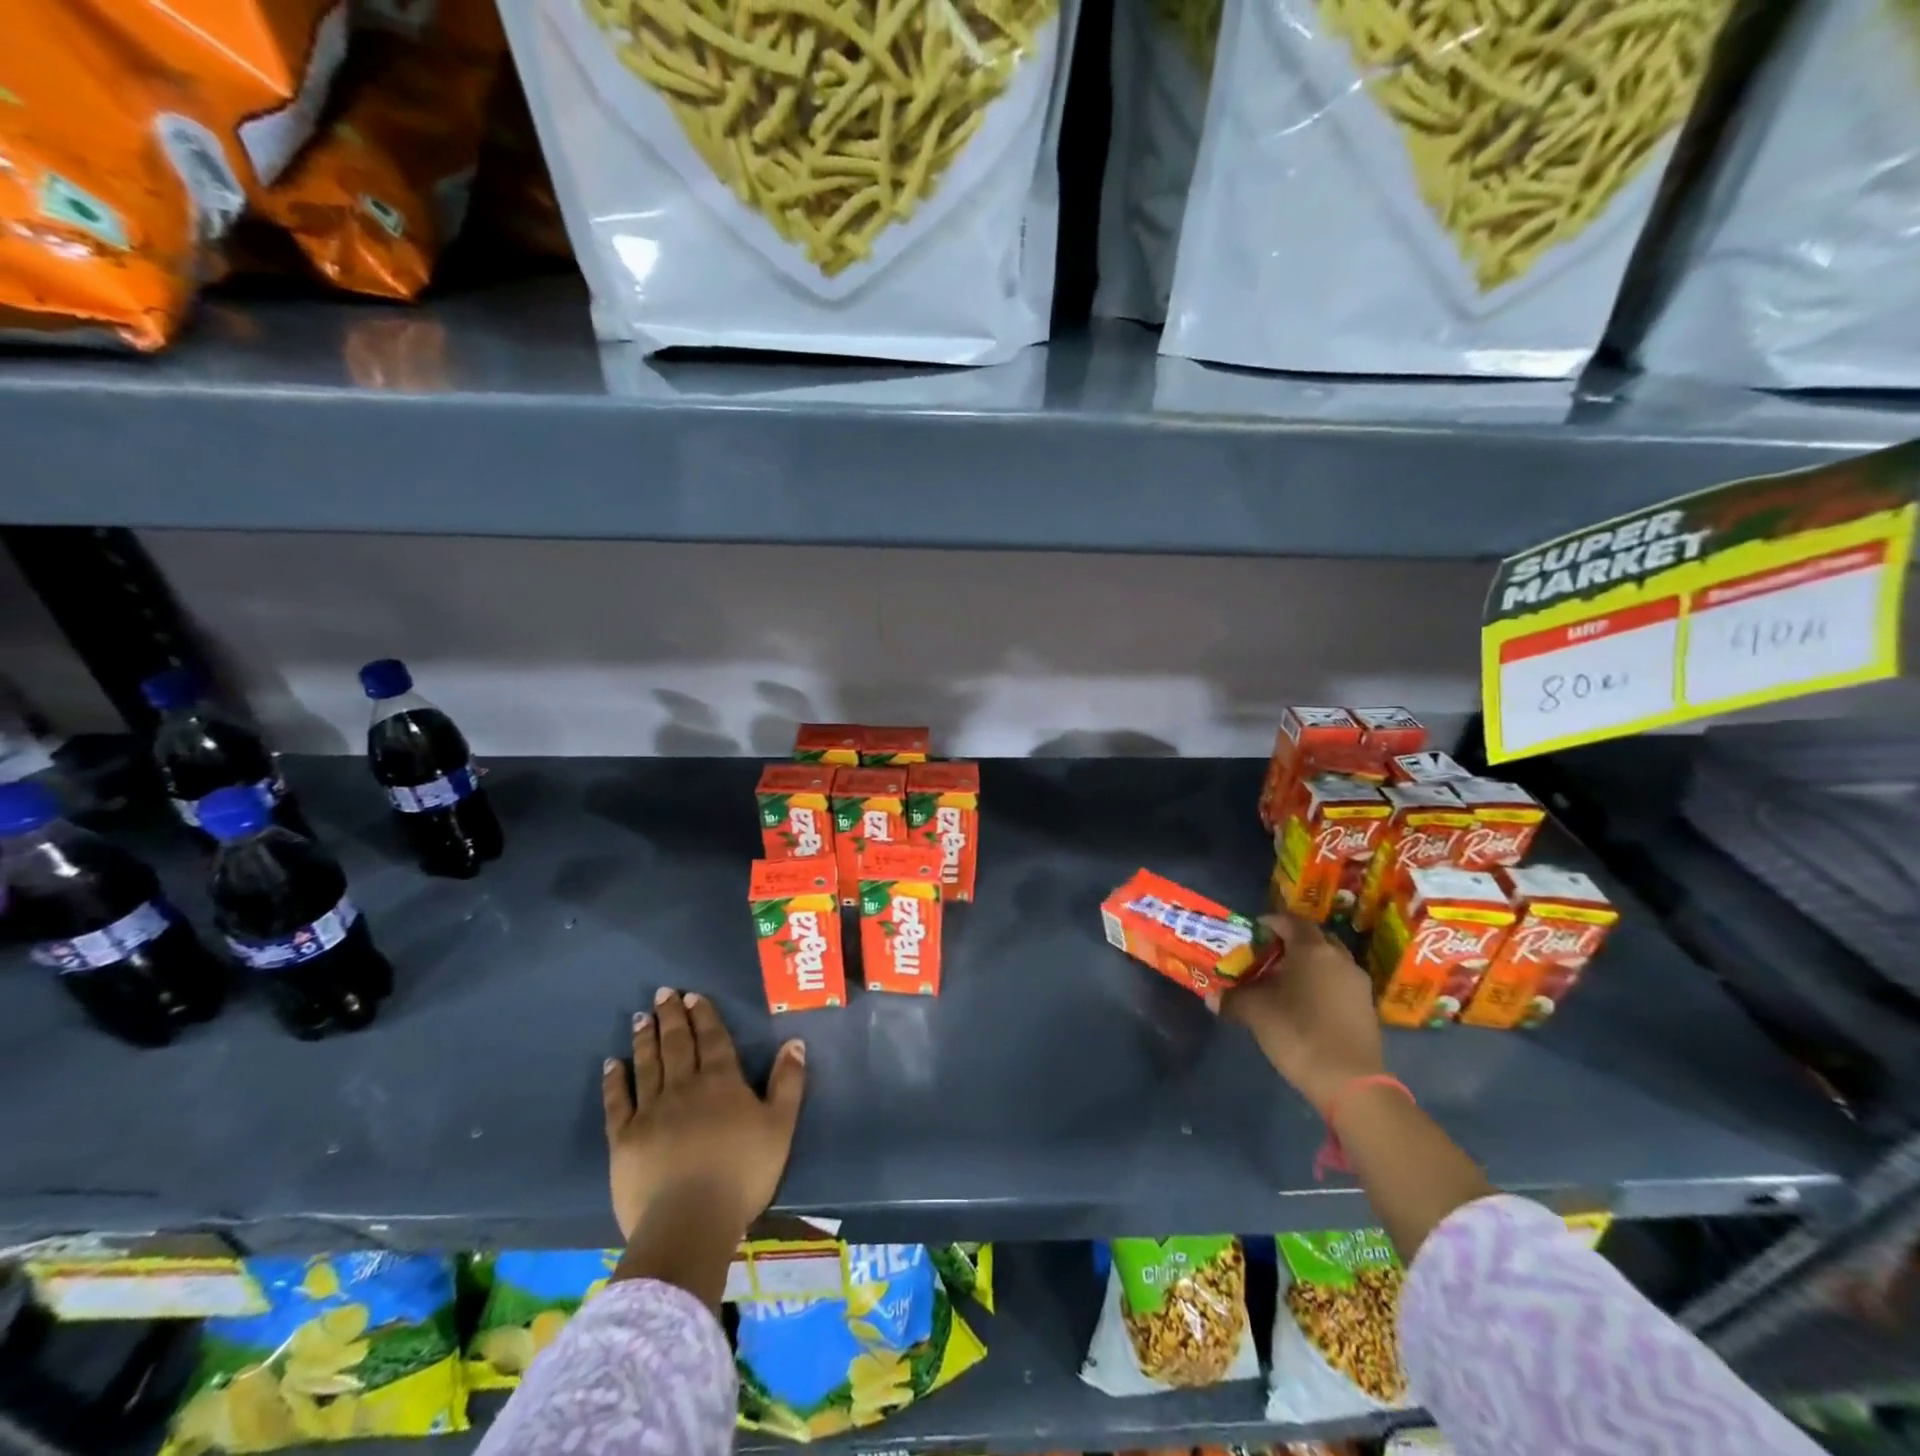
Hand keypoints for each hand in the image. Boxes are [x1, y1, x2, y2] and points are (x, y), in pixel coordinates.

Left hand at [601, 988, 806, 1242]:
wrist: (689, 1222)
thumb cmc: (742, 1173)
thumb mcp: (780, 1127)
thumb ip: (788, 1083)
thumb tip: (795, 1042)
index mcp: (721, 1082)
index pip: (712, 1039)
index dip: (703, 1015)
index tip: (692, 995)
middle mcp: (684, 1086)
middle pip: (677, 1044)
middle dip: (671, 1017)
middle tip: (663, 993)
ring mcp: (650, 1111)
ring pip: (648, 1065)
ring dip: (645, 1039)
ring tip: (640, 1018)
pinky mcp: (624, 1139)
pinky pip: (618, 1102)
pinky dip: (614, 1081)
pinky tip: (611, 1064)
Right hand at [1223, 913, 1384, 1113]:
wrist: (1350, 1082)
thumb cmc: (1298, 1033)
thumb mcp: (1256, 1013)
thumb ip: (1233, 999)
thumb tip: (1211, 997)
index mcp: (1313, 950)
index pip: (1290, 922)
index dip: (1270, 923)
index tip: (1252, 934)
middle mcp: (1339, 959)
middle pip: (1313, 938)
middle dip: (1291, 942)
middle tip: (1267, 955)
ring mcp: (1357, 983)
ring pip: (1329, 961)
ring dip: (1308, 964)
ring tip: (1283, 981)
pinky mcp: (1366, 1008)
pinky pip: (1339, 982)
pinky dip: (1322, 983)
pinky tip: (1304, 1004)